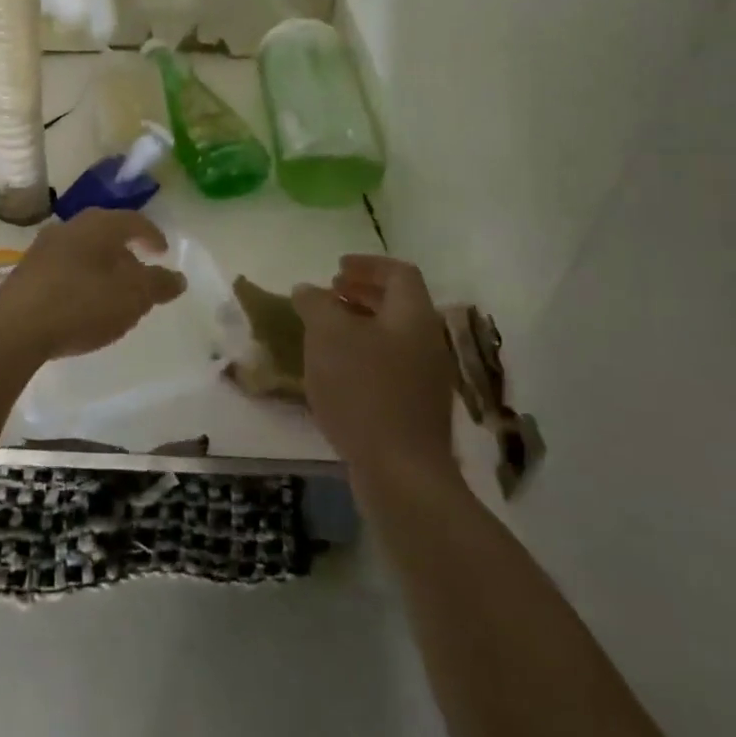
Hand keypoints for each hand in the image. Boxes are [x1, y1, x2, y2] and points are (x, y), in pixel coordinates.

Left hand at [0, 209, 186, 364]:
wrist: (14, 327)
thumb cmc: (82, 303)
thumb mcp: (132, 297)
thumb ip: (158, 285)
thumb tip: (178, 277)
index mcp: (98, 224)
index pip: (133, 221)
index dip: (152, 236)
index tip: (163, 252)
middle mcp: (69, 227)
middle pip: (106, 234)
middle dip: (126, 254)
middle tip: (140, 276)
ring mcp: (43, 249)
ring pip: (83, 252)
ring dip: (102, 269)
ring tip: (113, 295)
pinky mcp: (26, 273)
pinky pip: (64, 270)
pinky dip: (81, 281)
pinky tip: (83, 306)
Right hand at [292, 255, 457, 479]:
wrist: (400, 472)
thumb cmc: (363, 389)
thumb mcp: (328, 335)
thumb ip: (316, 304)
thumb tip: (308, 290)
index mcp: (413, 317)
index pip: (399, 273)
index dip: (368, 264)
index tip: (336, 268)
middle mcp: (427, 343)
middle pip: (398, 305)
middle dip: (362, 294)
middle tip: (329, 295)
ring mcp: (426, 380)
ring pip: (393, 337)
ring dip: (360, 326)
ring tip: (325, 333)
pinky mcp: (415, 411)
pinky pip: (389, 367)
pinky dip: (363, 356)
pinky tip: (336, 373)